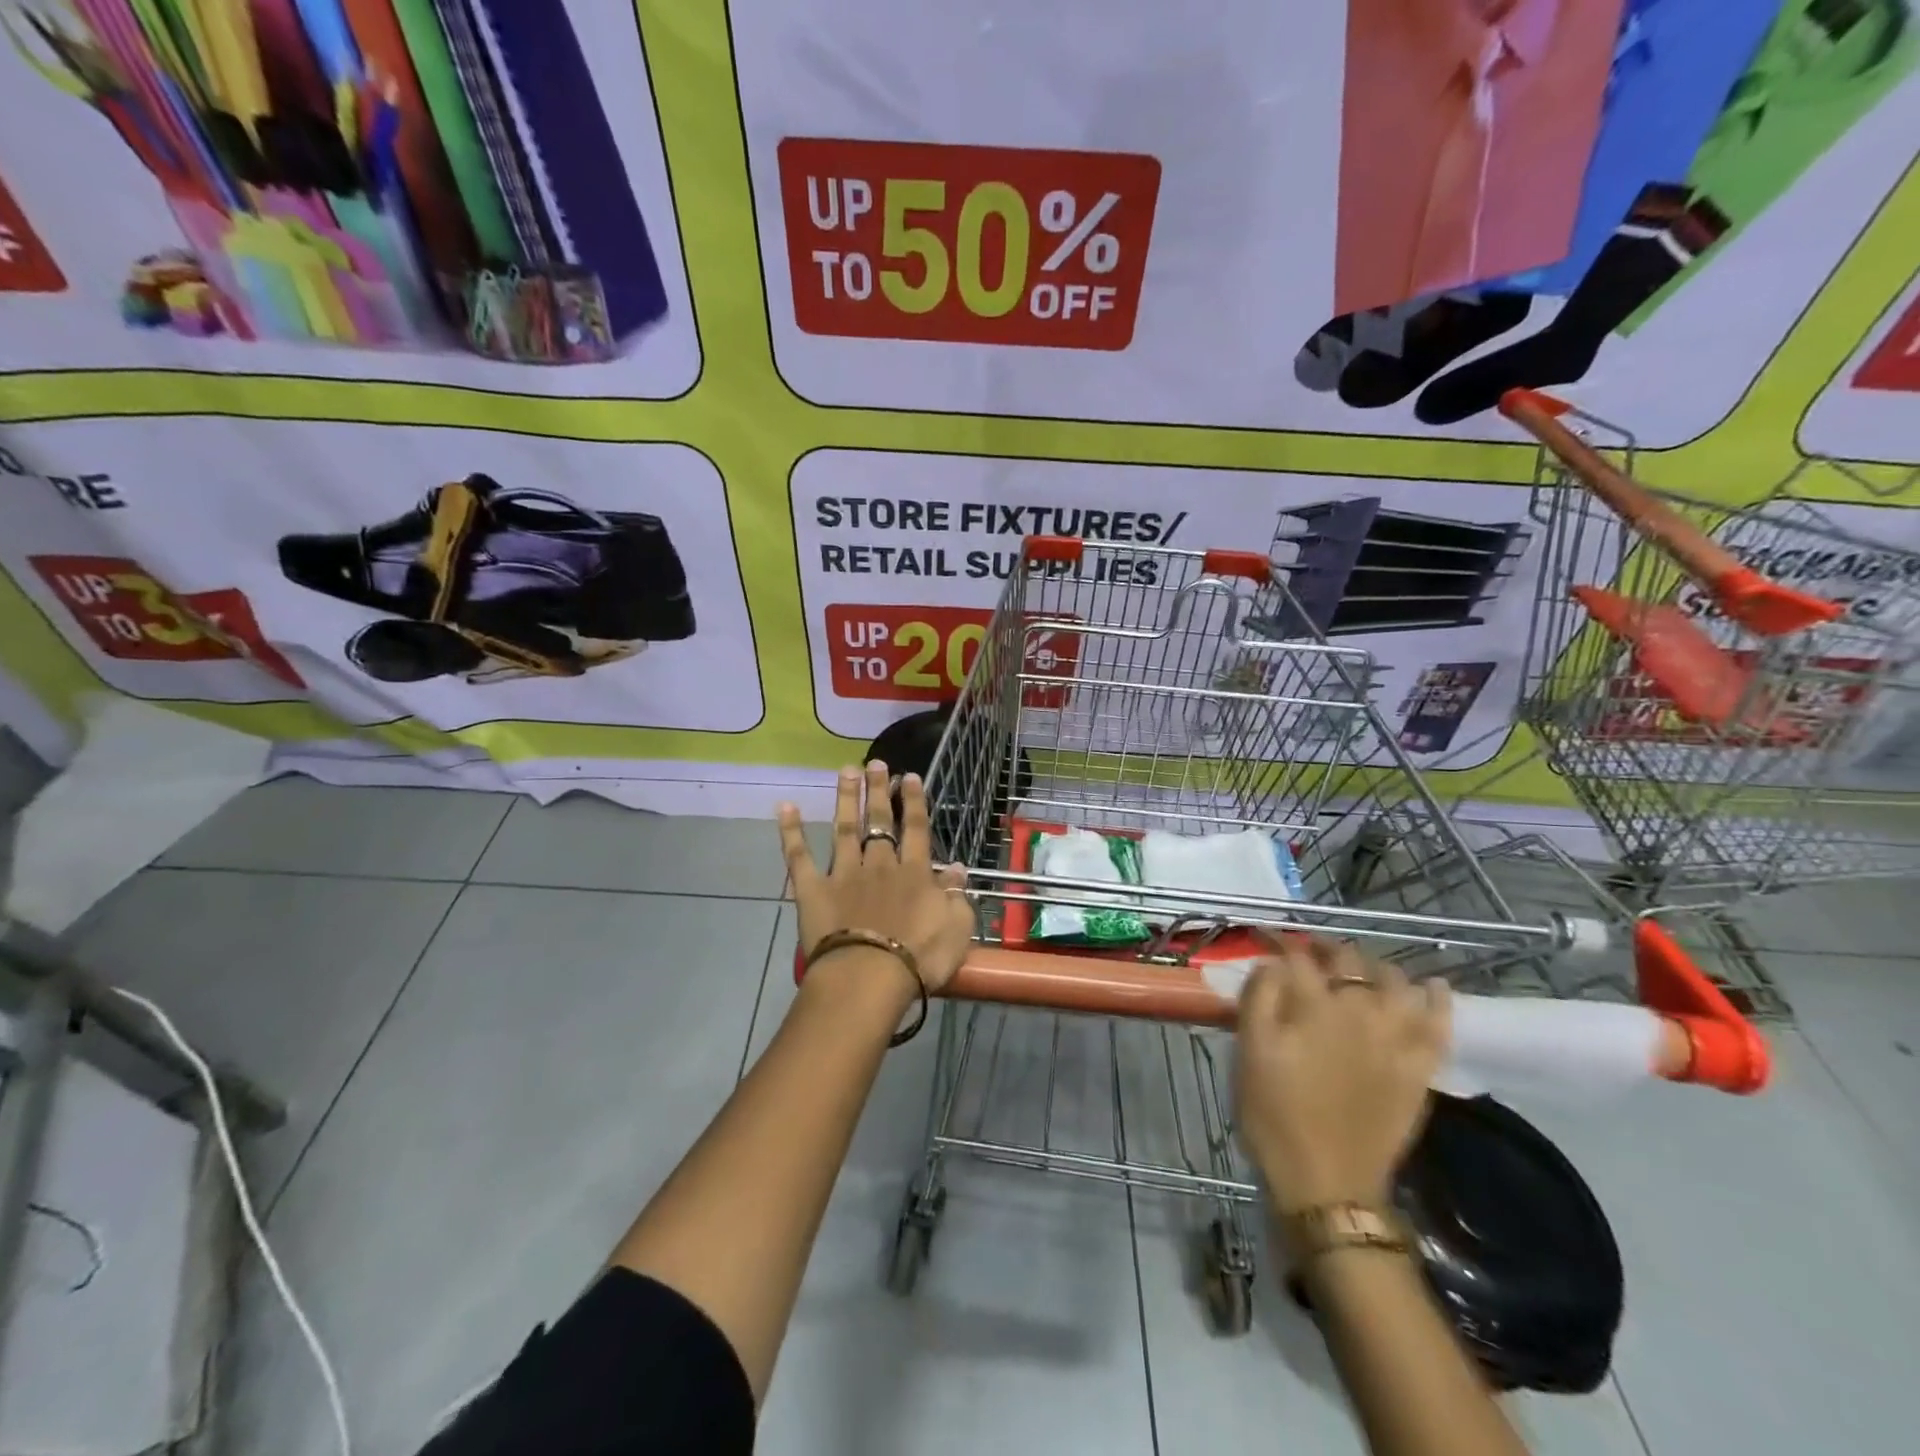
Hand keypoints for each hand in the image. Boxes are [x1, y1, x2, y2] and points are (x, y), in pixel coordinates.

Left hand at [778, 762, 974, 992]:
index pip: (916, 829)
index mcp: (914, 873)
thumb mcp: (957, 927)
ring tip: (846, 771)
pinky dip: (791, 832)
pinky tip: (785, 807)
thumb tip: (958, 868)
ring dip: (846, 799)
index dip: (914, 802)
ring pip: (844, 829)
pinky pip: (799, 857)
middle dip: (878, 791)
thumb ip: (957, 895)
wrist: (869, 976)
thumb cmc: (919, 957)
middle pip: (879, 822)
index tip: (909, 776)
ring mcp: (843, 874)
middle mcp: (879, 865)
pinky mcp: (813, 890)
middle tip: (875, 763)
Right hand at [1234, 937, 1449, 1213]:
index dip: (1278, 940)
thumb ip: (1259, 998)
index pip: (1296, 956)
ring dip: (1376, 967)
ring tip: (1360, 970)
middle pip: (1348, 961)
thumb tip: (1272, 963)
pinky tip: (1432, 986)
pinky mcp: (1420, 1069)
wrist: (1326, 1183)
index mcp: (1313, 1005)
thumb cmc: (1275, 1114)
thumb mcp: (1249, 1052)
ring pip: (1396, 981)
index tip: (1264, 935)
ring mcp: (1396, 1039)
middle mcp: (1360, 1011)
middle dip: (1325, 948)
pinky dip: (1437, 999)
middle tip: (1308, 952)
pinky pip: (1438, 1024)